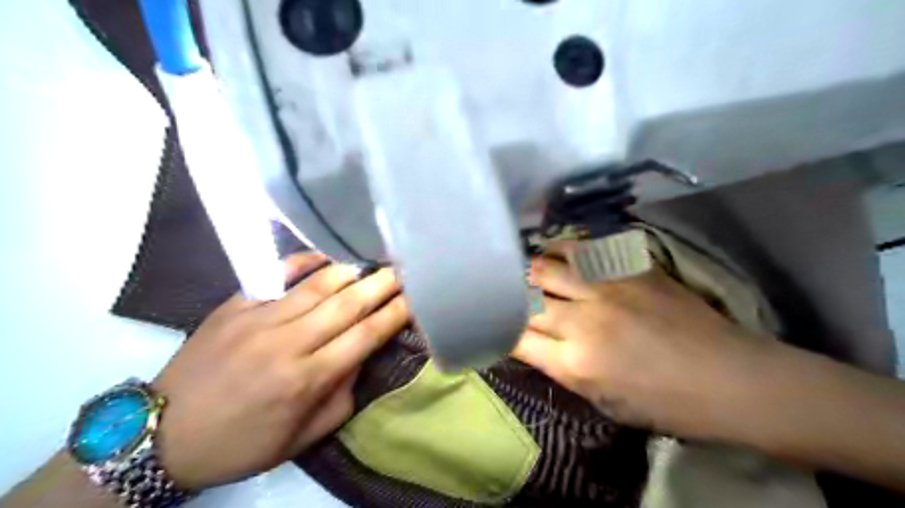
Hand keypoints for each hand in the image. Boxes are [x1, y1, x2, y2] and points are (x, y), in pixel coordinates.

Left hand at [154, 254, 410, 491]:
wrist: (161, 434)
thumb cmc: (241, 442)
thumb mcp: (301, 437)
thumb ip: (341, 397)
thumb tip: (361, 356)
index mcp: (307, 379)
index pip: (365, 336)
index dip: (395, 313)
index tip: (416, 297)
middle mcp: (288, 342)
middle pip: (348, 304)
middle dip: (383, 283)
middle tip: (406, 267)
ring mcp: (258, 319)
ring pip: (317, 285)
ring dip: (352, 269)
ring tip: (375, 259)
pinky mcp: (234, 305)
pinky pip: (275, 275)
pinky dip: (303, 261)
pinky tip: (325, 255)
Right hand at [512, 257, 773, 437]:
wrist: (727, 377)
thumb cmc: (664, 403)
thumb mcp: (602, 401)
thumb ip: (559, 368)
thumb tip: (529, 341)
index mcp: (576, 362)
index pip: (515, 336)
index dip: (500, 329)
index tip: (497, 324)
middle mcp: (583, 319)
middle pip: (524, 295)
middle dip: (509, 294)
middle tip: (506, 292)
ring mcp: (606, 288)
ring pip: (546, 265)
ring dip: (530, 268)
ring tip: (528, 269)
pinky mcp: (628, 268)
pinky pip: (582, 249)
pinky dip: (562, 250)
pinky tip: (559, 253)